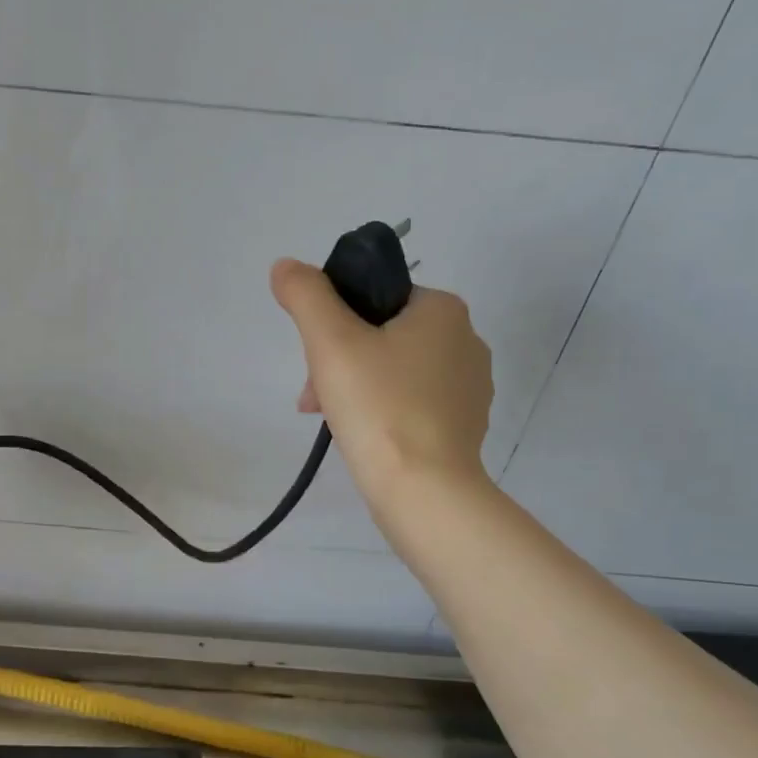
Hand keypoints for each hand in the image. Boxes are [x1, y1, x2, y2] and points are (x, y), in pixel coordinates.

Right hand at [270, 259, 493, 501]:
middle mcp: (467, 341)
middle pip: (383, 337)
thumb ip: (305, 295)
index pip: (376, 298)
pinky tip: (363, 439)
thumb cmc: (379, 407)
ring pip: (396, 372)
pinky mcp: (466, 425)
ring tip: (332, 422)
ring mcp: (471, 387)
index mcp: (443, 310)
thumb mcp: (330, 341)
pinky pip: (413, 405)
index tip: (314, 360)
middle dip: (340, 363)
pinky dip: (383, 414)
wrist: (425, 491)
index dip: (335, 324)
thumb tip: (285, 267)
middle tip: (315, 399)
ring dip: (356, 389)